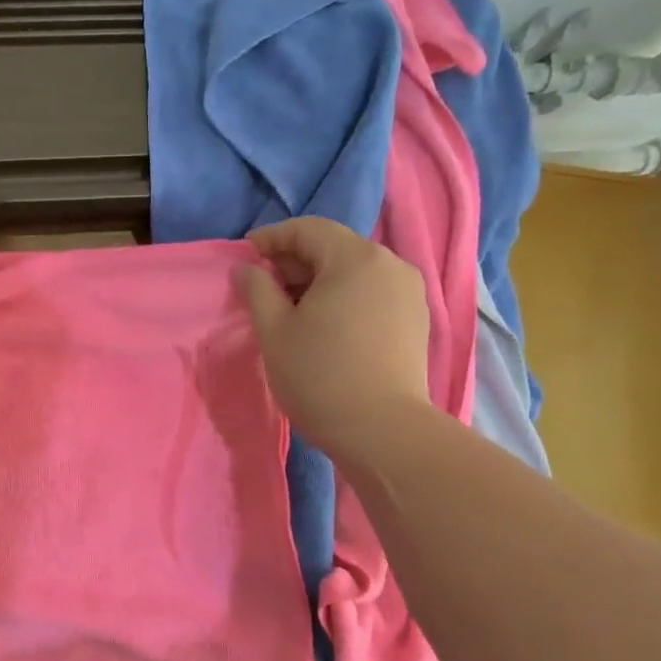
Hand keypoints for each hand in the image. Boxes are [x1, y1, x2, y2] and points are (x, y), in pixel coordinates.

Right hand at [236, 217, 429, 457]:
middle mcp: (390, 263)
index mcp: (355, 258)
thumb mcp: (274, 331)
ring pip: (354, 271)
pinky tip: (324, 326)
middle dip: (295, 262)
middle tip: (263, 288)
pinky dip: (343, 298)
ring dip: (318, 282)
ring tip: (291, 311)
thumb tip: (247, 268)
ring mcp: (409, 292)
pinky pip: (372, 293)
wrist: (382, 430)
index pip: (307, 229)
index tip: (245, 256)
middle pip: (334, 247)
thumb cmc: (319, 375)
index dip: (271, 238)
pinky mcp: (415, 319)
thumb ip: (257, 289)